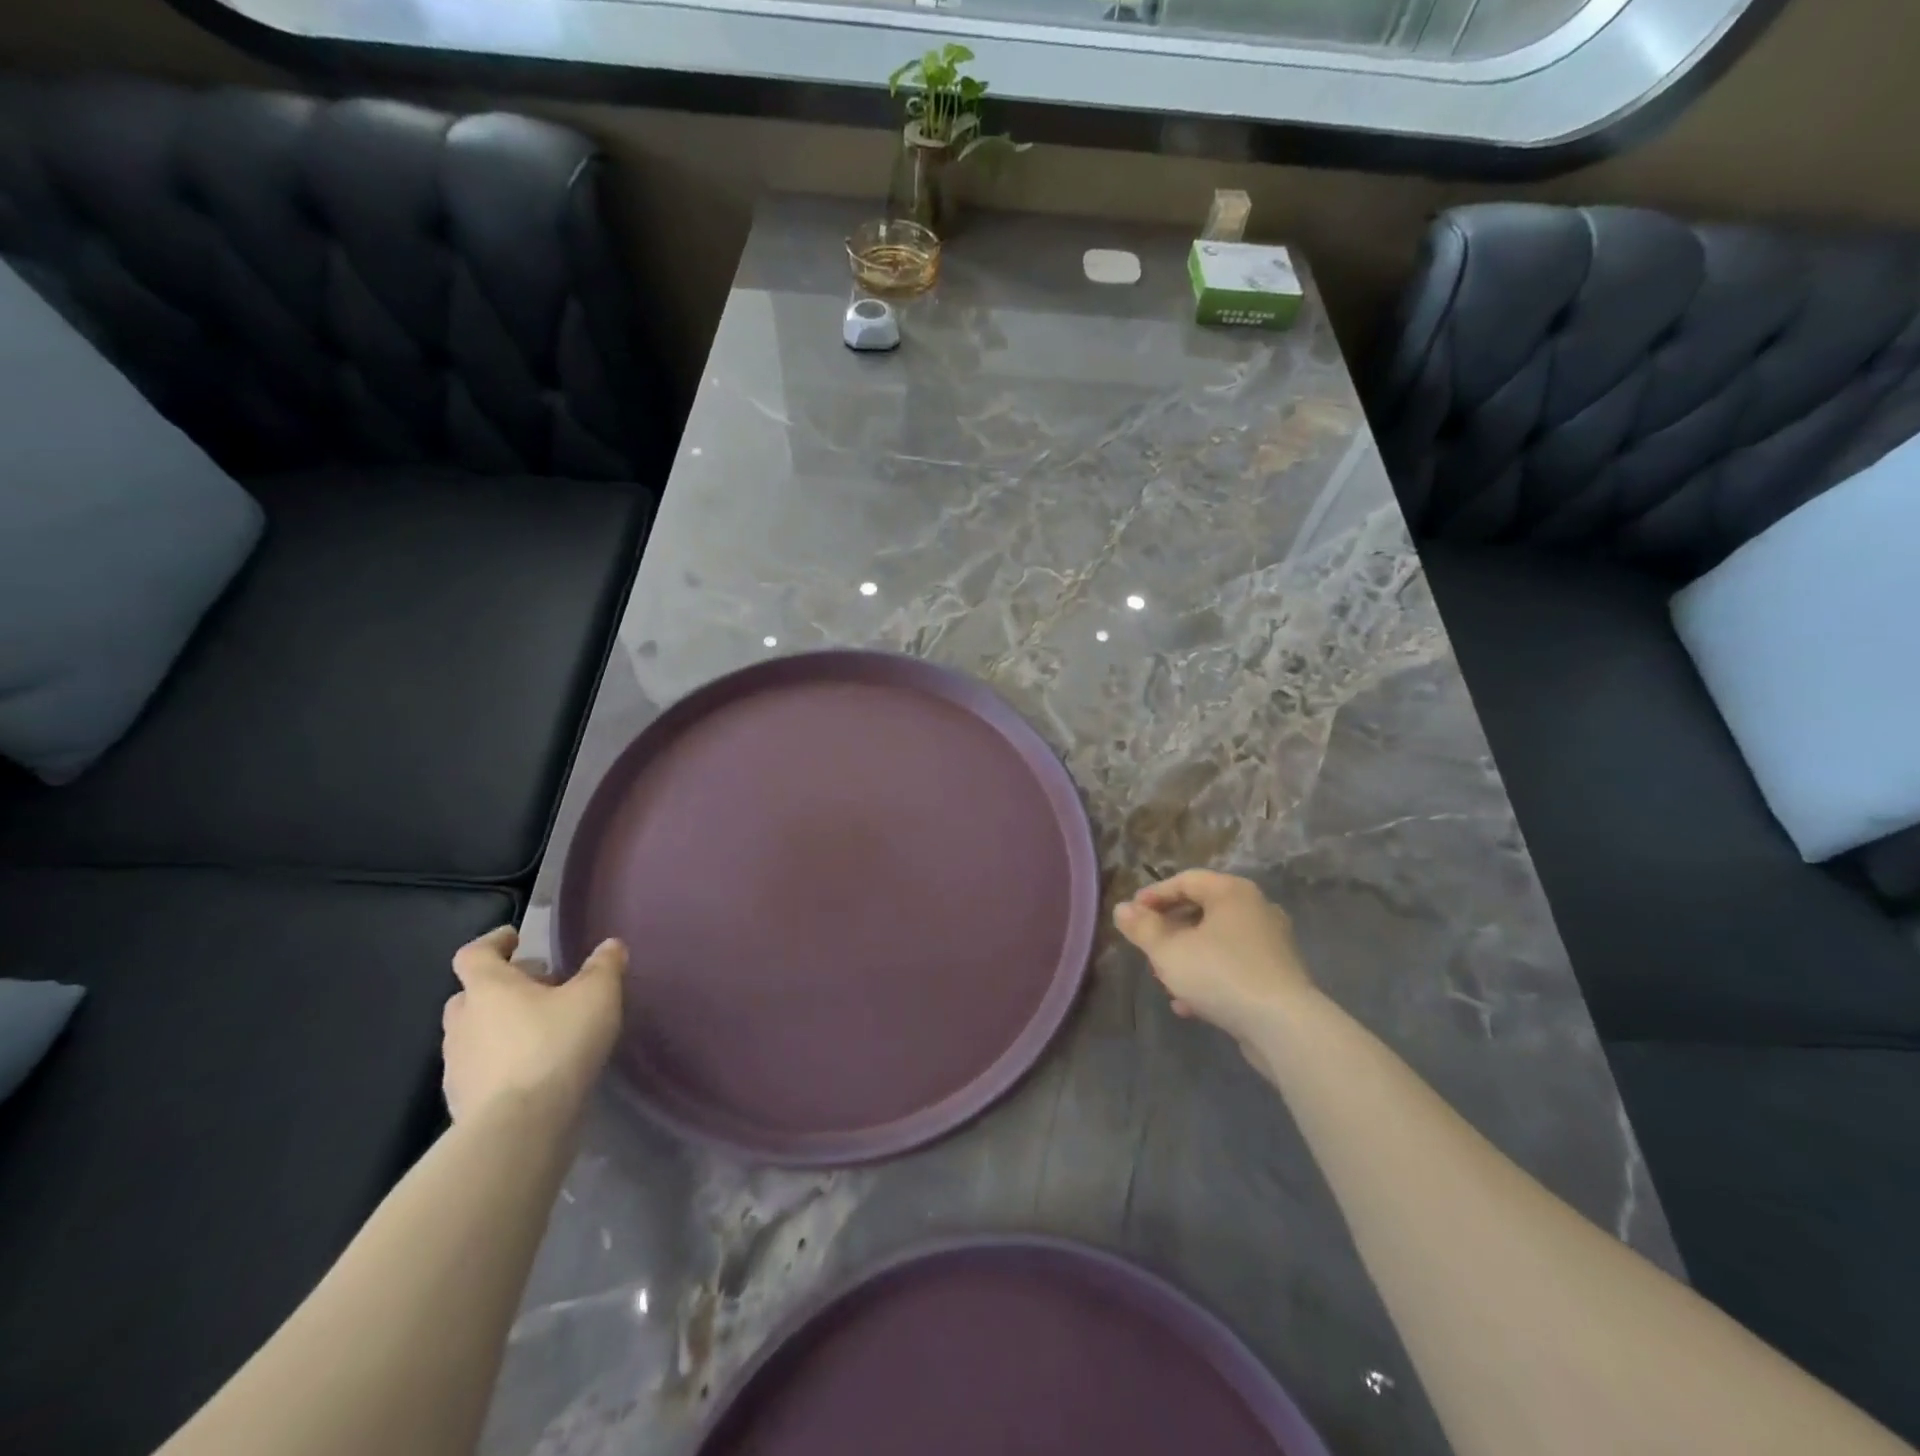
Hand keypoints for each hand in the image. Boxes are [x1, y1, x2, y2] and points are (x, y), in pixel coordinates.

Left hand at [442, 927, 625, 1124]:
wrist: (518, 1128)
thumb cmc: (555, 1045)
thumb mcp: (597, 996)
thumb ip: (604, 966)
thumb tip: (610, 945)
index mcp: (488, 988)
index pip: (475, 954)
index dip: (494, 942)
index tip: (515, 938)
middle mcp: (463, 1022)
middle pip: (472, 994)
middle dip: (503, 987)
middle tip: (541, 988)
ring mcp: (457, 1065)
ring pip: (475, 1033)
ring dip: (501, 1026)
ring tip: (542, 1031)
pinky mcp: (462, 1102)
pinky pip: (481, 1069)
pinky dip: (502, 1062)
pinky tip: (535, 1071)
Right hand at [1113, 870, 1315, 1052]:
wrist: (1284, 1027)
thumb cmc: (1220, 974)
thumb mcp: (1168, 950)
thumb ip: (1142, 928)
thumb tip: (1122, 909)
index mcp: (1232, 892)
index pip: (1186, 880)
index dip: (1154, 895)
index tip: (1131, 914)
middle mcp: (1256, 909)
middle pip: (1202, 910)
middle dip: (1169, 930)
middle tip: (1147, 947)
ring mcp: (1271, 943)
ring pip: (1217, 942)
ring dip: (1187, 957)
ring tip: (1164, 979)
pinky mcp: (1277, 976)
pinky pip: (1234, 967)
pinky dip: (1210, 977)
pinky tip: (1189, 1005)